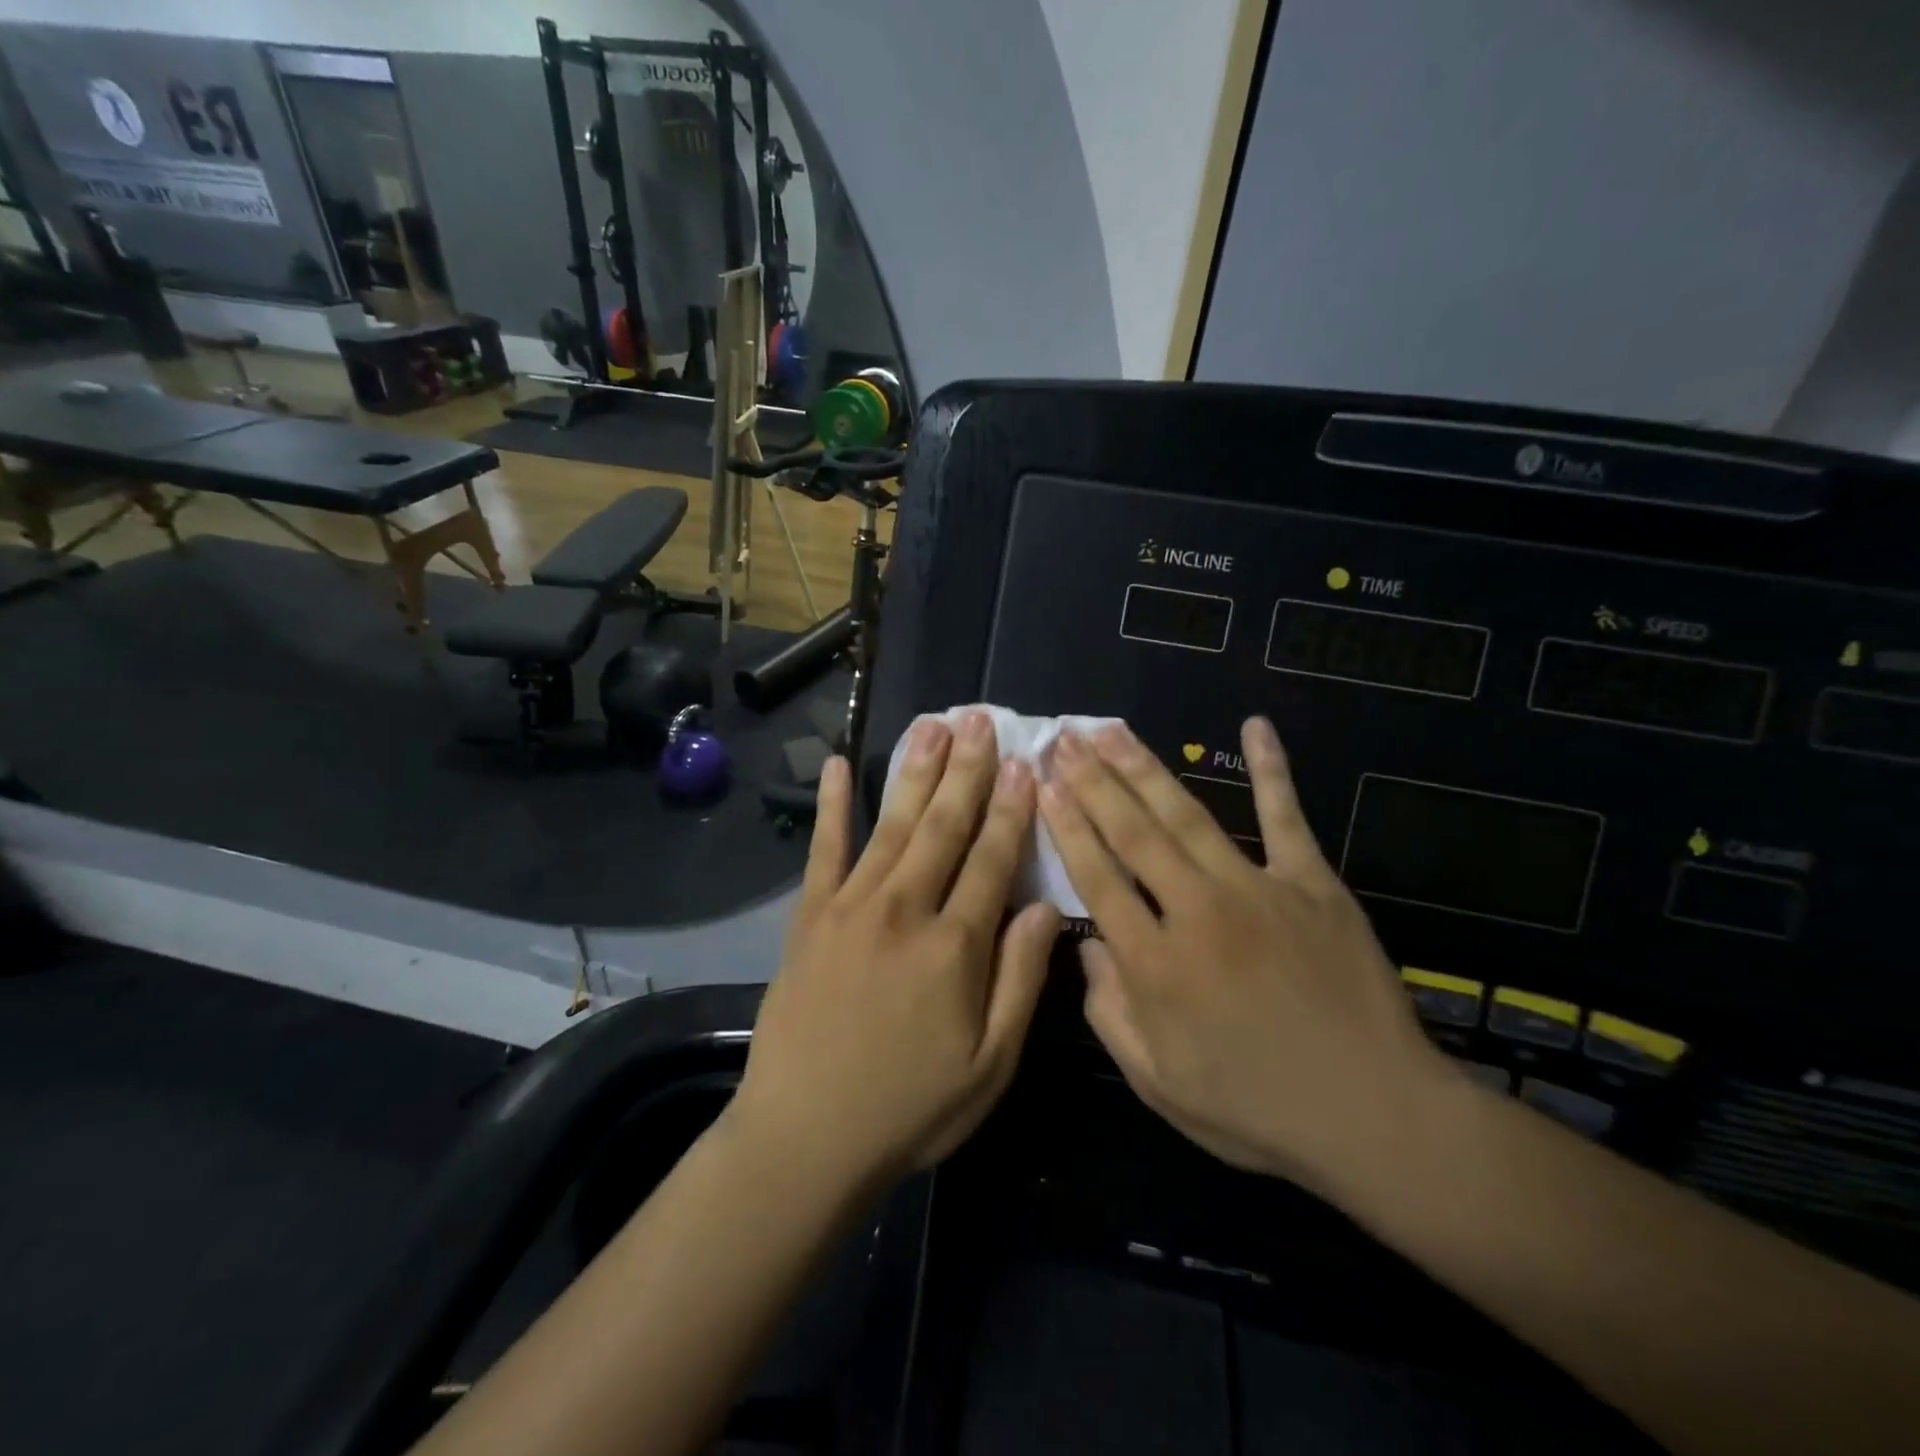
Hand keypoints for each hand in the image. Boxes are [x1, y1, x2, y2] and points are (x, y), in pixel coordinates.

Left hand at [731, 712, 1061, 1192]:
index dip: (1012, 810)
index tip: (1026, 764)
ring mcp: (851, 907)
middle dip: (967, 770)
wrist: (805, 1138)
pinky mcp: (810, 916)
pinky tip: (837, 766)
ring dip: (916, 771)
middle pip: (944, 826)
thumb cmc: (909, 1109)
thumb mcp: (990, 1065)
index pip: (992, 860)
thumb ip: (1021, 981)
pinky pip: (823, 850)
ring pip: (893, 825)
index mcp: (955, 947)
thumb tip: (1045, 909)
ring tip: (934, 725)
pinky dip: (831, 806)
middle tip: (981, 719)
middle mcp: (904, 910)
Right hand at [1039, 716, 1455, 1194]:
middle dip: (1093, 781)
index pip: (1097, 879)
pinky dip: (1272, 769)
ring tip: (1112, 730)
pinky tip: (1255, 725)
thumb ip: (1111, 1015)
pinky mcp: (1313, 884)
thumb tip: (1088, 946)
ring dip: (1145, 768)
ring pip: (1187, 816)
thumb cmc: (1258, 1110)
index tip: (1044, 785)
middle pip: (1133, 834)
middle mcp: (1197, 913)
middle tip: (1066, 738)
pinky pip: (1286, 816)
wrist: (1377, 1117)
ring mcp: (1257, 890)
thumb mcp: (1160, 1087)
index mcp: (1156, 965)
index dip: (1067, 827)